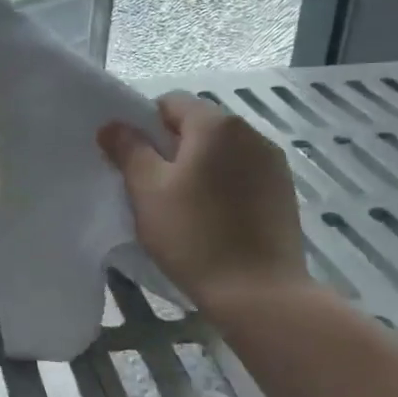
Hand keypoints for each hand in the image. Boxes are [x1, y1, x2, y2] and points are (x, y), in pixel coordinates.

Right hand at [99, 92, 308, 304]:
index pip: (170, 103)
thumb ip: (129, 150)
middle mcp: (251, 133)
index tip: (134, 162)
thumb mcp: (148, 191)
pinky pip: (243, 175)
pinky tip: (215, 220)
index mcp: (216, 125)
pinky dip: (224, 186)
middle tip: (153, 188)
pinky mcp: (284, 193)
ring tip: (185, 207)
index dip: (145, 126)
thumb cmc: (194, 236)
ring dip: (200, 167)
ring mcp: (273, 163)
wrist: (259, 293)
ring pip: (223, 152)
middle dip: (172, 148)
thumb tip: (113, 125)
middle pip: (199, 125)